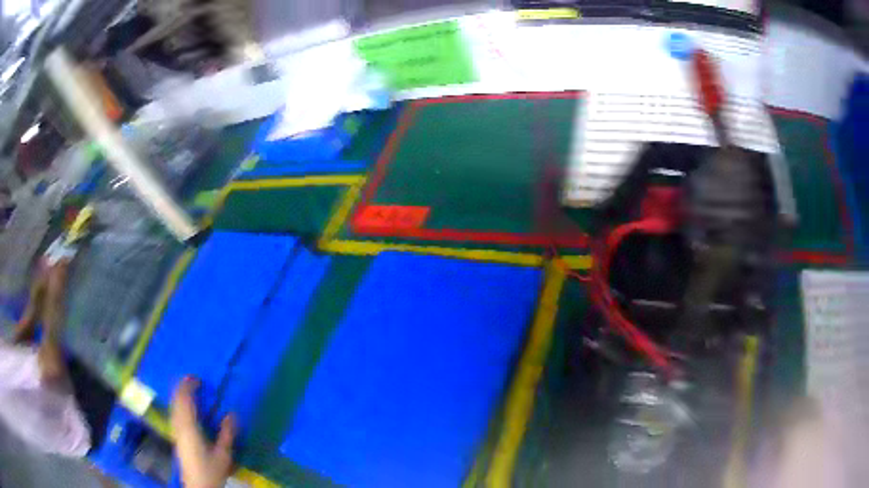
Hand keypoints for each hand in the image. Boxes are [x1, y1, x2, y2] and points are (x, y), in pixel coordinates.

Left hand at [170, 377, 236, 487]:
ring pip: (173, 408)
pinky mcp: (176, 438)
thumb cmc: (211, 470)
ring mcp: (176, 432)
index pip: (185, 401)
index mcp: (189, 427)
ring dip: (178, 396)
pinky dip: (177, 406)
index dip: (188, 387)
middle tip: (191, 380)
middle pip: (176, 402)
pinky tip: (183, 409)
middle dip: (181, 388)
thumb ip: (227, 434)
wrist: (198, 486)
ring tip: (187, 390)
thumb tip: (231, 413)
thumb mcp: (224, 455)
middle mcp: (179, 426)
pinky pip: (174, 414)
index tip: (196, 378)